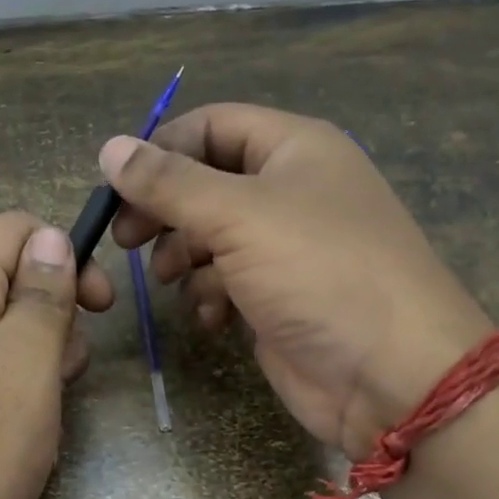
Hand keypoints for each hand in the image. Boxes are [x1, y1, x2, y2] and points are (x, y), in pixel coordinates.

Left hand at [0, 213, 113, 498]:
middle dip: (55, 315)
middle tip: (67, 371)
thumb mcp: (25, 362)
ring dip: (38, 359)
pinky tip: (20, 434)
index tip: (98, 307)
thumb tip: (52, 237)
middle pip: (8, 280)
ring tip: (46, 410)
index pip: (14, 229)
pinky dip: (14, 392)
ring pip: (0, 333)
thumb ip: (42, 294)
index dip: (65, 254)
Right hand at [104, 103, 492, 457]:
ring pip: (211, 238)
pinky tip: (211, 319)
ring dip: (185, 258)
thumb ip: (169, 183)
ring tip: (173, 282)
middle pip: (206, 184)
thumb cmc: (318, 273)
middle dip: (165, 211)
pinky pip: (227, 283)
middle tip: (127, 241)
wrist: (389, 373)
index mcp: (294, 149)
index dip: (161, 149)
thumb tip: (109, 148)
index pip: (212, 126)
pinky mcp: (279, 300)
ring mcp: (286, 250)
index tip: (117, 189)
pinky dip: (210, 297)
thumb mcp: (238, 215)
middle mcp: (291, 192)